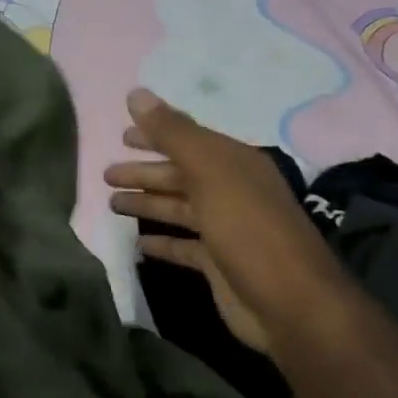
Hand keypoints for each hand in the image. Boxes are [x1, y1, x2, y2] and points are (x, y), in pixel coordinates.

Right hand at [104, 89, 348, 356]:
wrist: (291, 305)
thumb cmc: (248, 229)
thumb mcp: (209, 172)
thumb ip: (172, 133)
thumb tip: (136, 93)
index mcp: (234, 164)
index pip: (187, 140)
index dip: (154, 135)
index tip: (120, 136)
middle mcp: (231, 191)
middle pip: (179, 174)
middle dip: (144, 172)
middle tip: (106, 175)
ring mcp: (226, 228)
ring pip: (178, 208)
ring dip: (147, 203)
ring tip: (111, 204)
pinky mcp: (218, 262)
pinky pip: (183, 245)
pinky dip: (161, 242)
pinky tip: (137, 244)